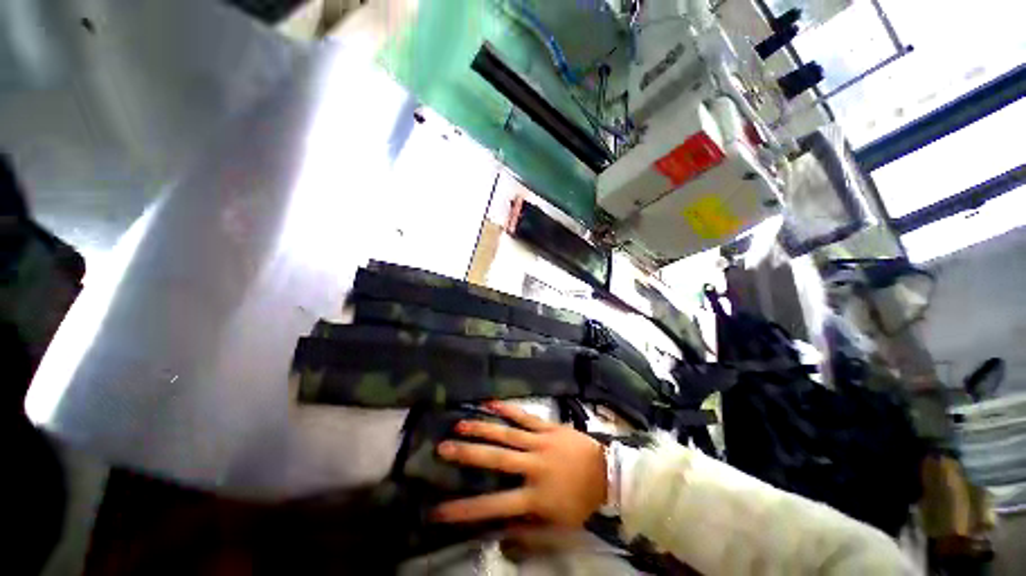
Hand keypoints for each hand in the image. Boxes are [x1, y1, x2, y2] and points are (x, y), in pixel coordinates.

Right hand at [432, 401, 606, 526]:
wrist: (605, 472)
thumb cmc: (579, 500)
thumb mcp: (556, 526)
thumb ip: (527, 530)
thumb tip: (497, 533)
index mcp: (535, 495)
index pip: (494, 505)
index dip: (465, 510)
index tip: (438, 509)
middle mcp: (534, 466)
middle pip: (497, 459)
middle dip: (467, 454)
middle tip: (443, 448)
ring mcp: (541, 442)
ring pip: (507, 433)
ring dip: (482, 428)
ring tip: (460, 423)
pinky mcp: (548, 427)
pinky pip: (525, 416)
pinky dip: (508, 409)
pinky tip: (491, 403)